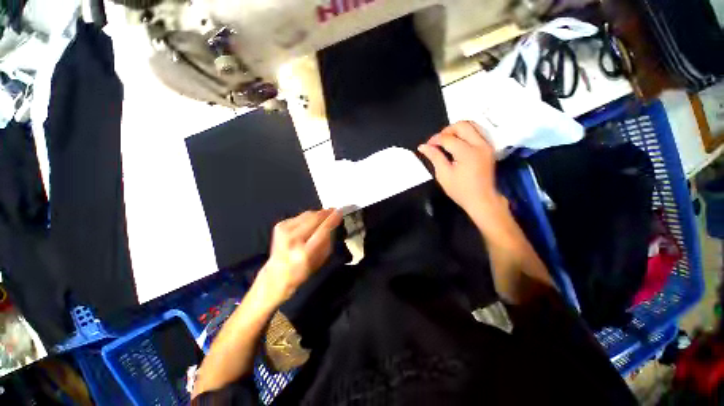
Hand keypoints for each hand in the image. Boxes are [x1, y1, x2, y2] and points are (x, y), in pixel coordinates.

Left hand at [261, 209, 342, 302]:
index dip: (332, 219)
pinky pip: (300, 216)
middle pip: (314, 218)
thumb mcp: (320, 260)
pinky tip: (312, 220)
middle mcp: (293, 239)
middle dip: (326, 213)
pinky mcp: (280, 226)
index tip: (340, 212)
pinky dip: (308, 216)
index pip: (322, 230)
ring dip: (318, 213)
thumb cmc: (302, 270)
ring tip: (326, 214)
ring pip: (307, 214)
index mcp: (304, 252)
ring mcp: (284, 231)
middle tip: (334, 210)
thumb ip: (327, 241)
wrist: (277, 273)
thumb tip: (332, 224)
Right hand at [418, 121, 504, 219]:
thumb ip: (434, 157)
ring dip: (456, 130)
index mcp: (467, 153)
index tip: (427, 146)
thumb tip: (423, 146)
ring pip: (471, 125)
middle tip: (438, 142)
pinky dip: (465, 133)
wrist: (482, 199)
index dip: (434, 139)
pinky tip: (457, 144)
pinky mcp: (488, 148)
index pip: (448, 138)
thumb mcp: (443, 175)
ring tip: (447, 142)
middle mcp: (479, 145)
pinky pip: (477, 132)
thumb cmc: (461, 190)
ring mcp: (486, 145)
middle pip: (462, 125)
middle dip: (446, 130)